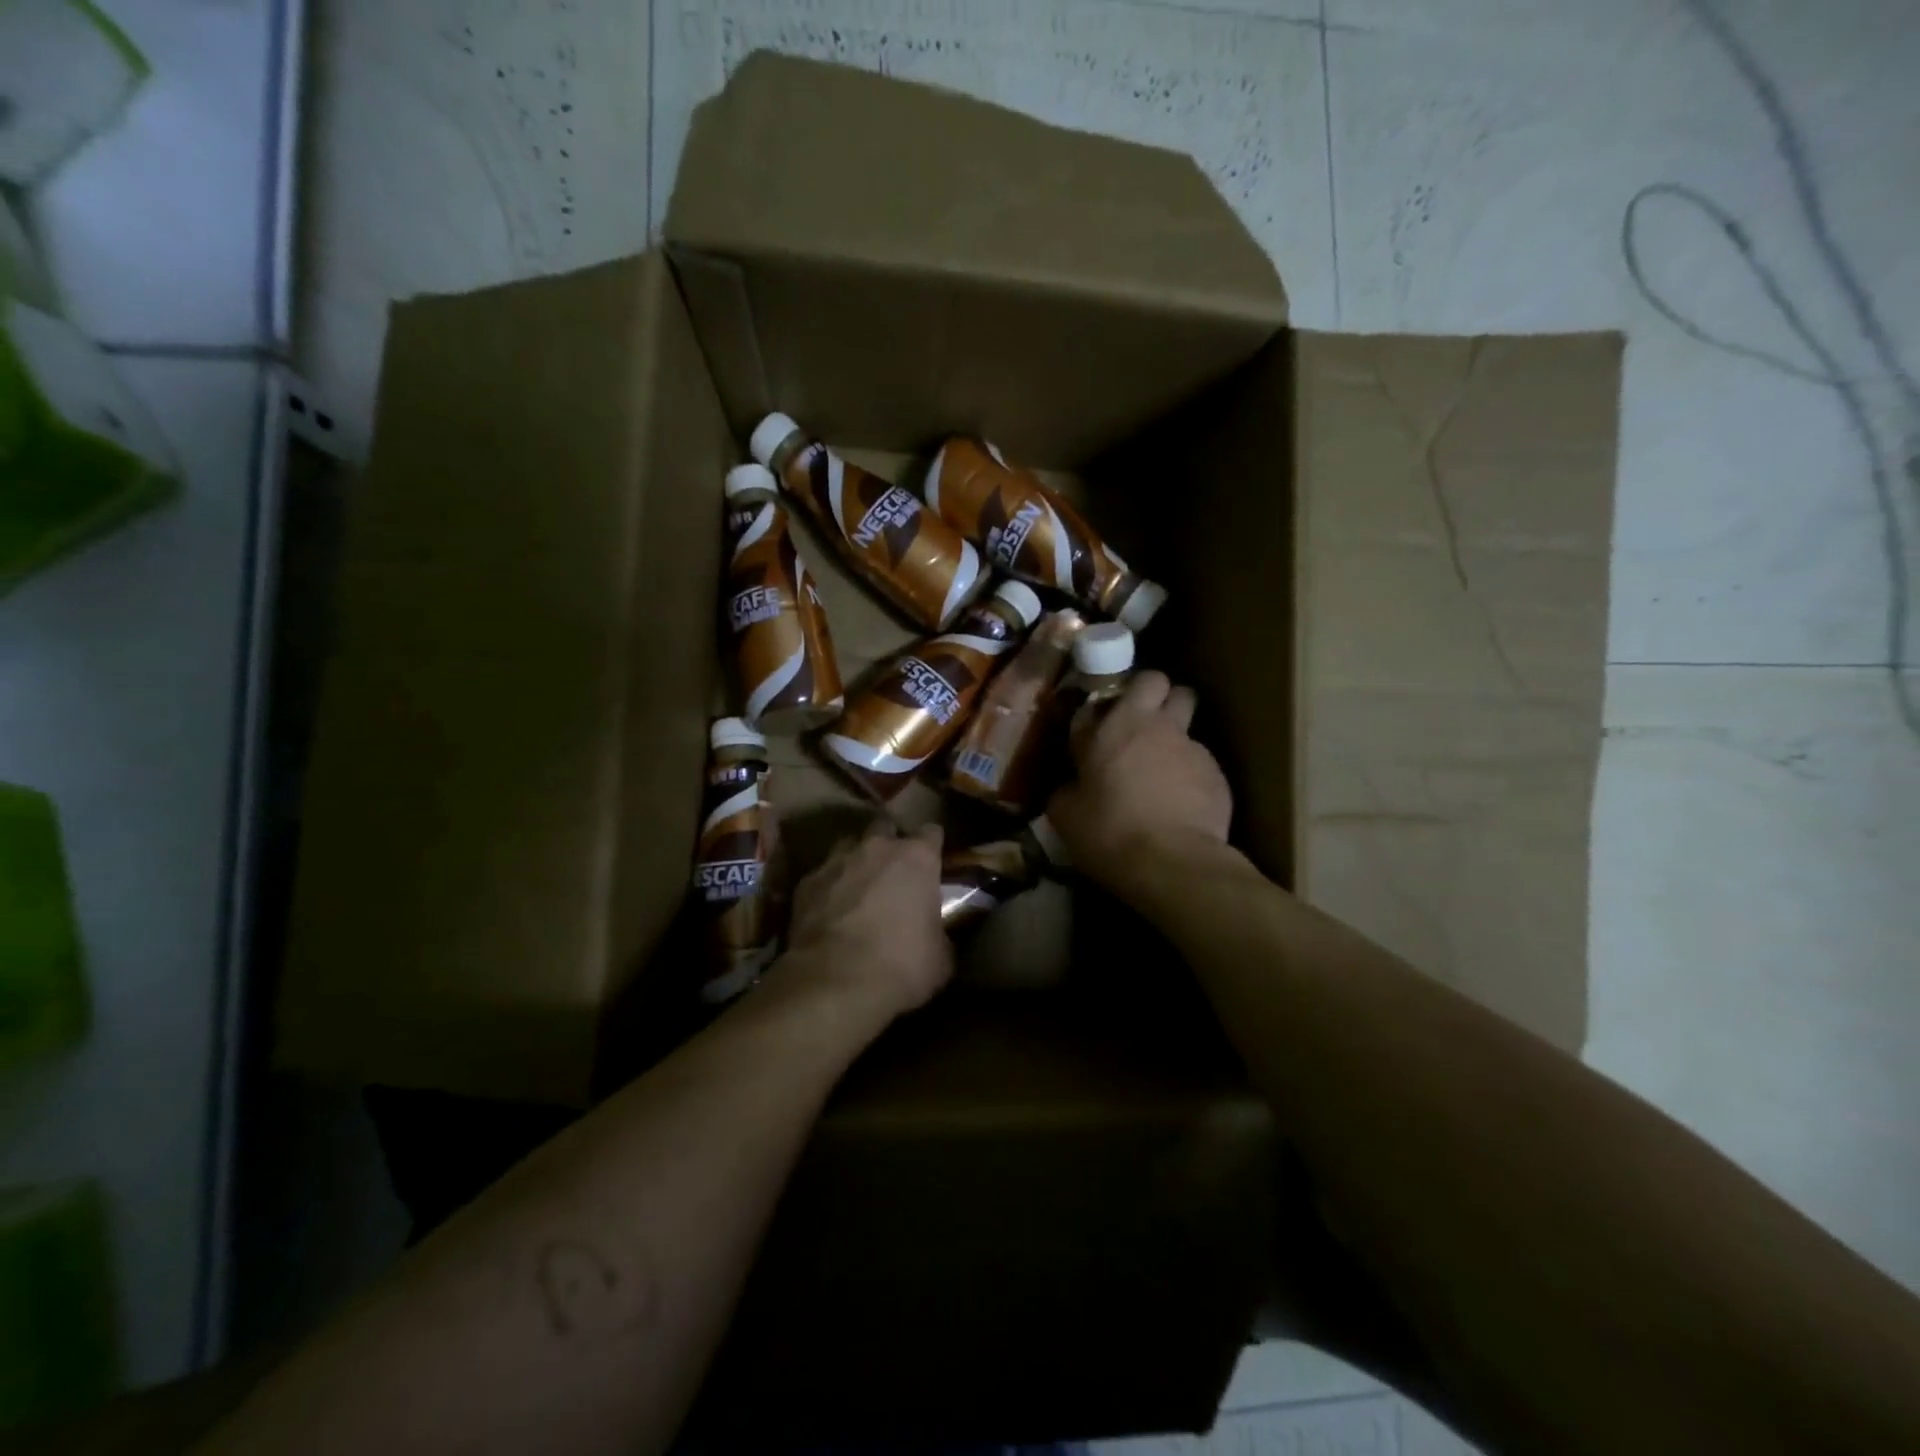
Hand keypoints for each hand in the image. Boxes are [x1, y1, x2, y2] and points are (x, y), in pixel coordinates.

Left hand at [779, 820, 954, 1022]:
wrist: (835, 983)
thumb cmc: (901, 965)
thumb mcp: (941, 956)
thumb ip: (940, 932)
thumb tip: (937, 935)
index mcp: (917, 857)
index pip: (931, 832)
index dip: (932, 847)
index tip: (933, 864)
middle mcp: (877, 847)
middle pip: (886, 828)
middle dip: (890, 844)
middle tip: (893, 874)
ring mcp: (837, 861)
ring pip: (849, 846)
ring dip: (856, 862)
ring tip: (859, 889)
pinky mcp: (806, 882)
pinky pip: (822, 875)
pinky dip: (828, 887)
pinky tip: (829, 911)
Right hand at [1046, 671, 1233, 889]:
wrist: (1174, 865)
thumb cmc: (1110, 832)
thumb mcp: (1066, 814)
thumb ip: (1067, 788)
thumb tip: (1069, 785)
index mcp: (1118, 723)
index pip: (1125, 682)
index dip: (1114, 699)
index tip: (1103, 721)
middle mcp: (1159, 725)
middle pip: (1166, 684)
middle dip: (1156, 696)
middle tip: (1141, 725)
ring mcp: (1194, 748)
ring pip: (1188, 724)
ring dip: (1174, 738)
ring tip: (1161, 772)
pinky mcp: (1219, 777)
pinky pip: (1202, 764)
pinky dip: (1190, 777)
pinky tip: (1180, 807)